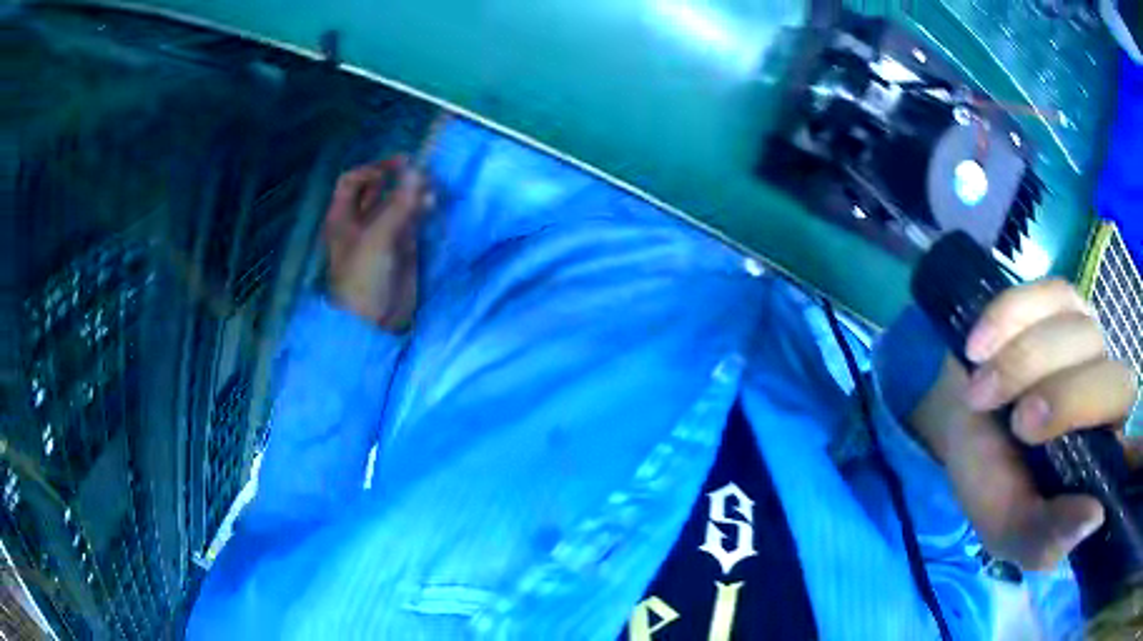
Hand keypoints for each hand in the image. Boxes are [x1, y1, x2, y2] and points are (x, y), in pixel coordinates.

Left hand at [324, 157, 431, 331]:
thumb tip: (417, 170)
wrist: (373, 323)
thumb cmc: (363, 277)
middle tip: (420, 172)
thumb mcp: (377, 237)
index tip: (399, 166)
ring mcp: (381, 235)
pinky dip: (421, 211)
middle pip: (377, 189)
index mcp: (343, 217)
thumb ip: (399, 203)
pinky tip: (432, 206)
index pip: (353, 180)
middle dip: (397, 179)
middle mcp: (360, 222)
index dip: (374, 169)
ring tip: (430, 190)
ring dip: (412, 194)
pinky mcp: (400, 248)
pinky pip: (410, 221)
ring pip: (397, 203)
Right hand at [913, 279, 1138, 569]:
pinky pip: (1047, 293)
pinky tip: (979, 346)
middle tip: (1013, 422)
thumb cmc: (990, 480)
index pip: (1121, 421)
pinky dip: (1009, 317)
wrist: (959, 424)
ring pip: (1078, 331)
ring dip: (1023, 362)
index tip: (1032, 441)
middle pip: (1110, 375)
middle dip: (1062, 397)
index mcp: (1102, 448)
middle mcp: (1107, 386)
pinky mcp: (1061, 301)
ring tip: (979, 391)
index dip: (1087, 419)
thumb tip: (1095, 518)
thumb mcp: (1008, 527)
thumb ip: (1044, 540)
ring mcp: (1088, 335)